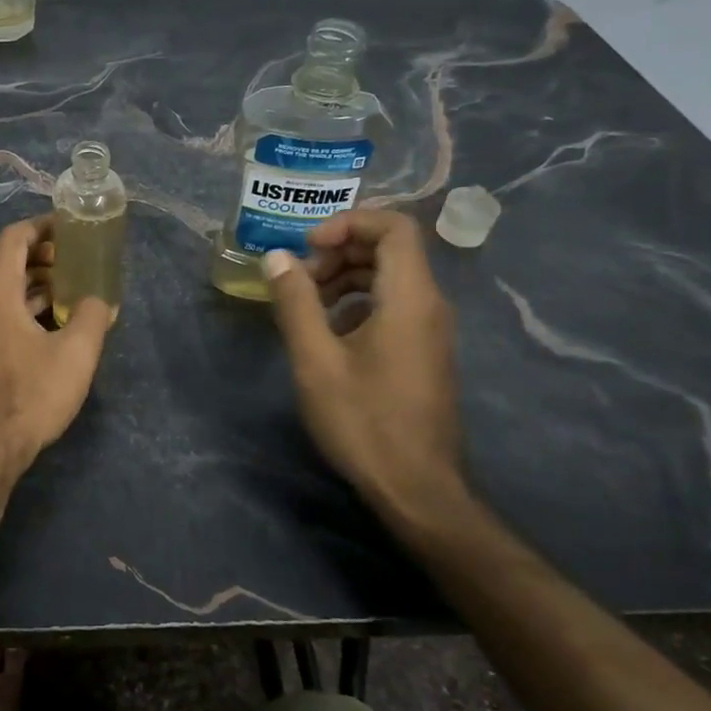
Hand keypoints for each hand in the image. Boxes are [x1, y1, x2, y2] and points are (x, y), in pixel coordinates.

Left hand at [0, 215, 111, 476]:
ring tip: (64, 284)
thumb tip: (102, 300)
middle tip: (69, 255)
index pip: (12, 238)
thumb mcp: (76, 355)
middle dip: (35, 249)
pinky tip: (46, 318)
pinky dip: (17, 299)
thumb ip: (94, 317)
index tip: (69, 228)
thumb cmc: (30, 396)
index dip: (41, 226)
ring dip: (27, 276)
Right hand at [263, 209, 469, 526]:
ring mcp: (431, 330)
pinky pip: (395, 305)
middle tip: (301, 279)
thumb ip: (296, 303)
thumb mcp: (316, 361)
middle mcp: (430, 305)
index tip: (309, 247)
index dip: (349, 223)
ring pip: (392, 278)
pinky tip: (330, 333)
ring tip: (308, 305)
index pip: (394, 226)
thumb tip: (278, 257)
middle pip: (391, 249)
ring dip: (348, 278)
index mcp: (410, 297)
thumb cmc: (364, 421)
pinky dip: (360, 303)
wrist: (417, 488)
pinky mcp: (425, 352)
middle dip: (341, 251)